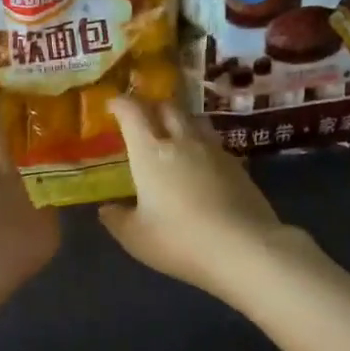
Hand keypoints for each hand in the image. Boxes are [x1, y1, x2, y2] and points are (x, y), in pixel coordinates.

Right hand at [98, 98, 297, 299]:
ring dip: (180, 120)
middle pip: (167, 107)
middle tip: (142, 117)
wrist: (243, 247)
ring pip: (194, 120)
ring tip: (173, 134)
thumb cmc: (179, 240)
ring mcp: (214, 150)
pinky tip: (200, 163)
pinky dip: (201, 144)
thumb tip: (106, 208)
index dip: (120, 103)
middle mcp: (182, 141)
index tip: (113, 104)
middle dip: (151, 106)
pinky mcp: (237, 165)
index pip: (133, 113)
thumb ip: (117, 219)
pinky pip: (213, 143)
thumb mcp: (136, 237)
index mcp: (150, 152)